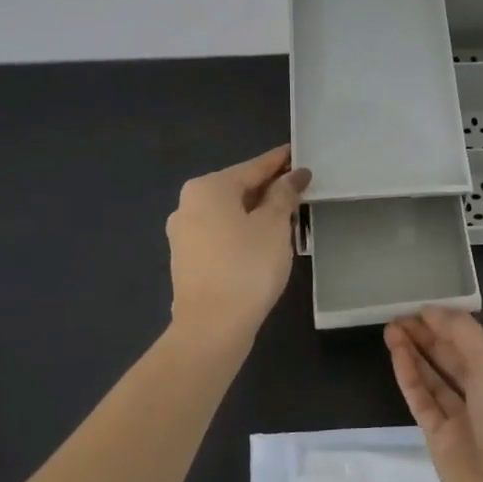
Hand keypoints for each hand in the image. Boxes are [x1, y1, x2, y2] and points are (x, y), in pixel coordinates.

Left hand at [166, 146, 309, 341]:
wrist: (212, 327)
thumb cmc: (247, 267)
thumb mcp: (274, 226)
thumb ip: (283, 196)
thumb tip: (292, 176)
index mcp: (208, 188)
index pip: (253, 167)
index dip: (279, 162)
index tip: (298, 154)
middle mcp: (188, 204)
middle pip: (237, 189)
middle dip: (268, 188)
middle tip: (299, 188)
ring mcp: (183, 234)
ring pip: (228, 213)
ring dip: (255, 212)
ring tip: (286, 216)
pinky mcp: (187, 260)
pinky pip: (221, 234)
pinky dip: (242, 232)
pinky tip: (262, 242)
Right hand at [384, 308, 482, 481]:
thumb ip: (463, 334)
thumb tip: (433, 311)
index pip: (474, 342)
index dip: (448, 324)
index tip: (420, 307)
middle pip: (452, 358)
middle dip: (427, 335)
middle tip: (398, 315)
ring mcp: (464, 419)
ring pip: (434, 378)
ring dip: (414, 353)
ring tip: (390, 329)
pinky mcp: (441, 440)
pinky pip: (423, 401)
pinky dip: (410, 378)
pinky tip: (396, 355)